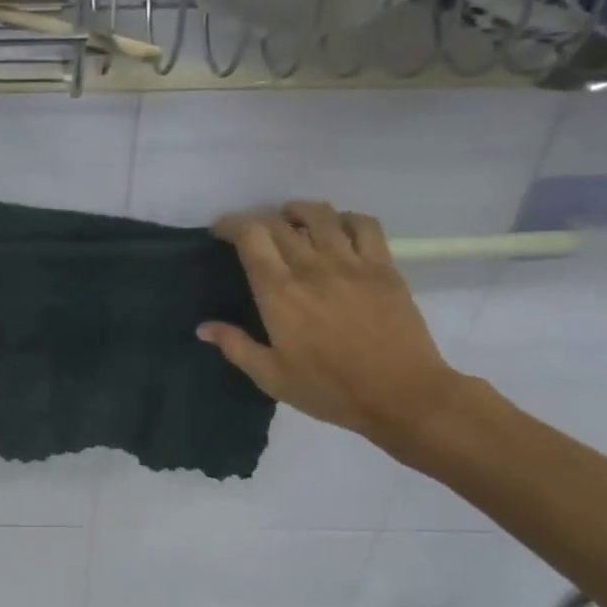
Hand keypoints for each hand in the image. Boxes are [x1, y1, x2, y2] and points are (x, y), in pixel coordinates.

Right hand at [199, 201, 466, 447]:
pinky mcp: (384, 267)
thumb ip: (235, 346)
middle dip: (258, 220)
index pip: (250, 237)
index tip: (220, 230)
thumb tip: (203, 327)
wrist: (402, 395)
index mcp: (279, 293)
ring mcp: (352, 263)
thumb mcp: (271, 377)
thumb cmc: (329, 390)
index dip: (231, 224)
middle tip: (251, 233)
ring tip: (290, 219)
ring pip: (321, 215)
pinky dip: (345, 218)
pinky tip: (337, 229)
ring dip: (298, 211)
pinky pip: (364, 225)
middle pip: (279, 223)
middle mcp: (312, 267)